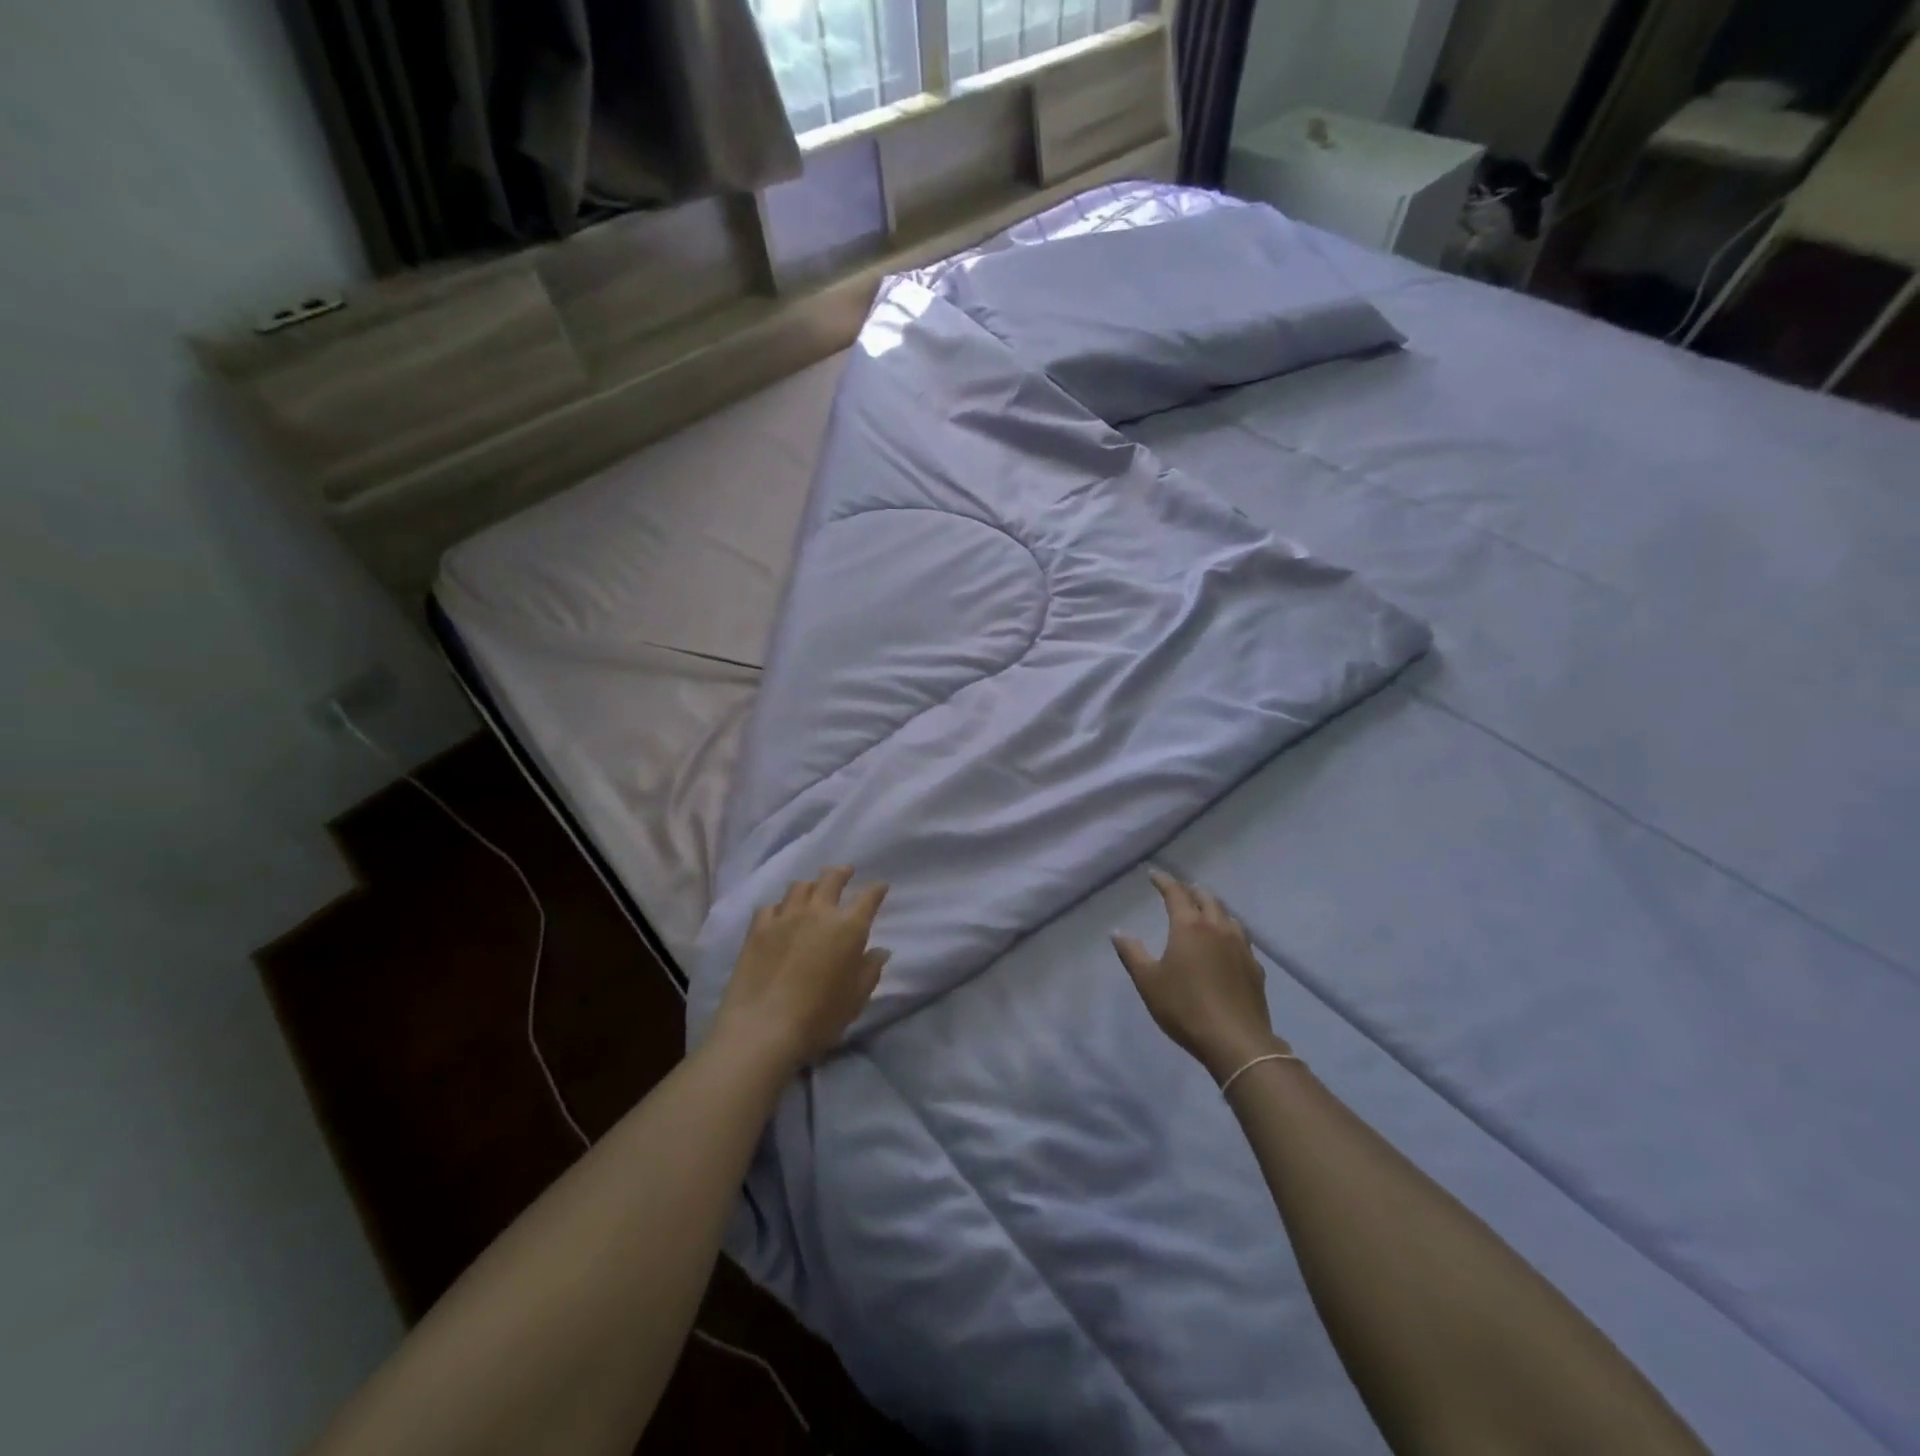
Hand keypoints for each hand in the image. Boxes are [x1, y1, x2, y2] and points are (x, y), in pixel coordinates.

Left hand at [711, 866, 890, 1077]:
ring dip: (810, 885)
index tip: (880, 887)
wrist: (763, 1028)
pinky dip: (779, 907)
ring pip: (799, 887)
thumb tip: (880, 951)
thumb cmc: (819, 1017)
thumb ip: (870, 971)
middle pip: (831, 879)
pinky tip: (779, 914)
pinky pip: (770, 906)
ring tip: (812, 888)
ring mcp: (785, 917)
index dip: (876, 890)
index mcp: (849, 928)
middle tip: (846, 871)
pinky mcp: (758, 929)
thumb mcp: (855, 999)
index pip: (869, 898)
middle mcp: (818, 913)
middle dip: (841, 872)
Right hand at [1113, 870, 1288, 1083]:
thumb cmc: (1185, 1007)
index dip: (1164, 881)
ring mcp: (1241, 947)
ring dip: (1214, 908)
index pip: (1176, 894)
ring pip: (1228, 916)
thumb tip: (1117, 932)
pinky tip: (1227, 944)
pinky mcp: (1255, 968)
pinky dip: (1229, 932)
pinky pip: (1241, 938)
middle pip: (1206, 898)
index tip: (1154, 875)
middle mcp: (1217, 928)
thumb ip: (1132, 953)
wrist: (1236, 1041)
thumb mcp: (1148, 981)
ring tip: (1205, 911)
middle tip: (1180, 891)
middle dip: (1191, 891)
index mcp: (1189, 926)